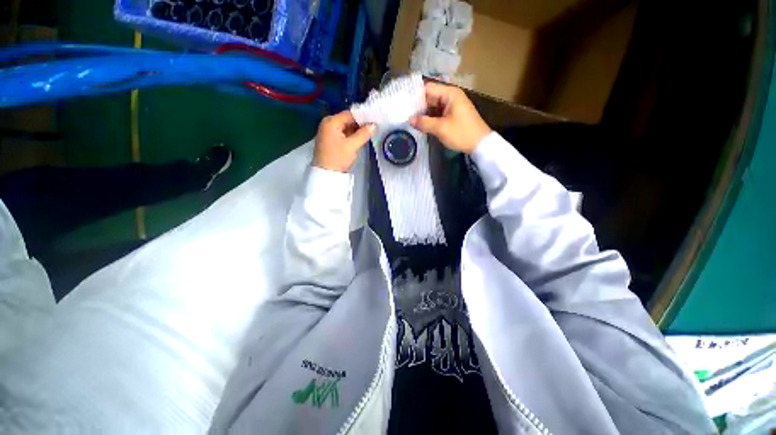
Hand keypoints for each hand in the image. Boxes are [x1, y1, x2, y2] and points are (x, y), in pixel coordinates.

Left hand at [314, 111, 374, 172]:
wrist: (326, 174)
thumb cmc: (337, 158)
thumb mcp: (352, 146)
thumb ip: (363, 134)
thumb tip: (373, 125)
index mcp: (331, 121)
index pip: (349, 114)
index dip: (362, 116)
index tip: (374, 119)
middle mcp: (328, 124)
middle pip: (347, 120)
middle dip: (360, 123)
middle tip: (374, 126)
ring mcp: (329, 132)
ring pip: (346, 127)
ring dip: (357, 130)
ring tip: (370, 131)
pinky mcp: (331, 140)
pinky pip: (343, 134)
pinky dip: (352, 135)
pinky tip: (361, 138)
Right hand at [410, 82, 490, 153]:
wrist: (480, 144)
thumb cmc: (461, 133)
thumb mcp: (441, 128)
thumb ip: (424, 122)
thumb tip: (410, 120)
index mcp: (450, 94)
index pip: (428, 88)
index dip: (416, 96)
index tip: (404, 105)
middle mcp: (450, 96)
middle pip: (430, 97)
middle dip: (418, 106)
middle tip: (405, 114)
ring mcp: (452, 106)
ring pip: (433, 106)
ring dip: (423, 113)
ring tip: (410, 120)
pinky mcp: (452, 115)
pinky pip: (438, 113)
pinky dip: (430, 118)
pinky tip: (421, 124)